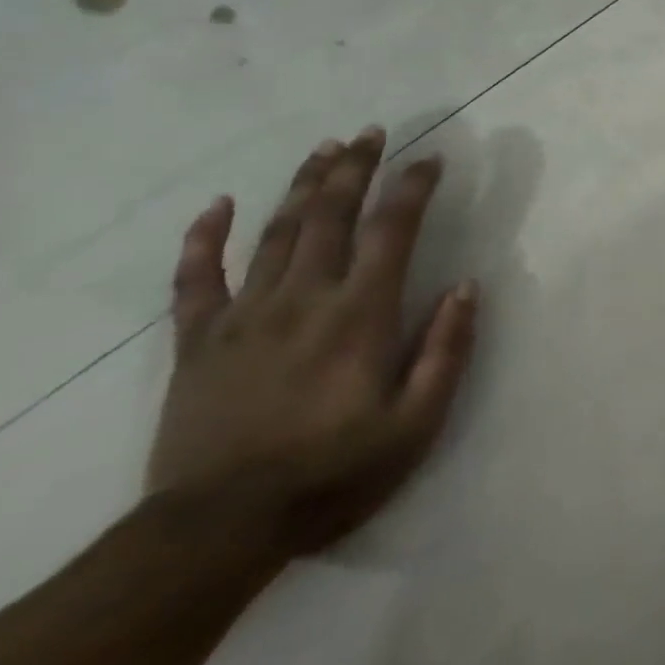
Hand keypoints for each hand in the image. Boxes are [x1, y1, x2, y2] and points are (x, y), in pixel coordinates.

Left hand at [146, 126, 477, 558]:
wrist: (217, 531)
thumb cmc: (333, 473)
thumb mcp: (416, 422)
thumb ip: (447, 350)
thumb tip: (467, 286)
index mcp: (360, 314)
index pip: (391, 231)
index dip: (412, 188)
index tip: (430, 159)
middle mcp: (303, 298)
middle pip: (329, 216)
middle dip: (354, 168)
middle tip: (371, 132)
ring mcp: (244, 317)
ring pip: (275, 233)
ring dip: (302, 185)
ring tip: (324, 149)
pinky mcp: (199, 343)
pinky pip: (197, 280)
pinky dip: (205, 238)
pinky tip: (218, 205)